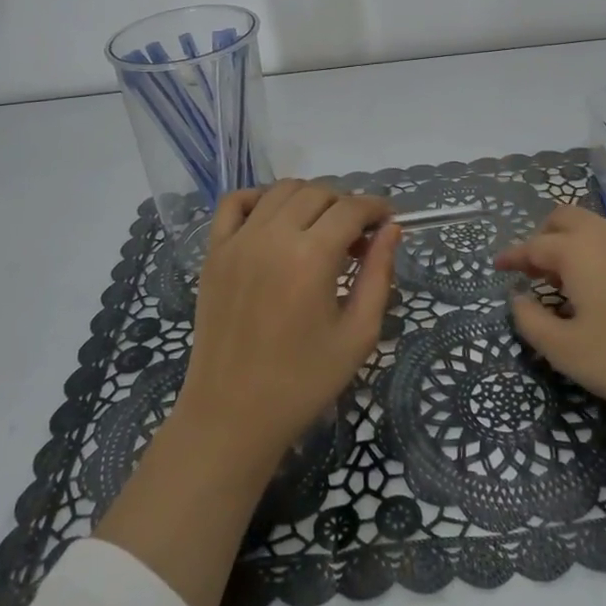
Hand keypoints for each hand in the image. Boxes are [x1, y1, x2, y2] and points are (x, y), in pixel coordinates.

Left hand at [175, 180, 398, 465]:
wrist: (231, 414)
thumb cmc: (303, 381)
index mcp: (311, 257)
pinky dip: (259, 197)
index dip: (376, 207)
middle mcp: (272, 236)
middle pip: (318, 192)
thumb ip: (378, 275)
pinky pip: (235, 202)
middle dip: (346, 205)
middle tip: (357, 237)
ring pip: (281, 190)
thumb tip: (391, 230)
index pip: (351, 208)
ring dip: (309, 198)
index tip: (388, 221)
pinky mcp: (214, 251)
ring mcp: (238, 240)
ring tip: (320, 229)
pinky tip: (275, 220)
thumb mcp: (358, 335)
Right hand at [496, 204, 605, 423]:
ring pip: (589, 226)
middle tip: (530, 269)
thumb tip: (518, 300)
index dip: (513, 257)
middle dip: (541, 237)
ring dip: (567, 242)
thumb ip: (532, 322)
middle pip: (563, 218)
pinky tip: (592, 286)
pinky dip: (590, 251)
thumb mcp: (566, 350)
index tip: (497, 267)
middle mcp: (603, 235)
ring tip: (558, 280)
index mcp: (577, 250)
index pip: (534, 246)